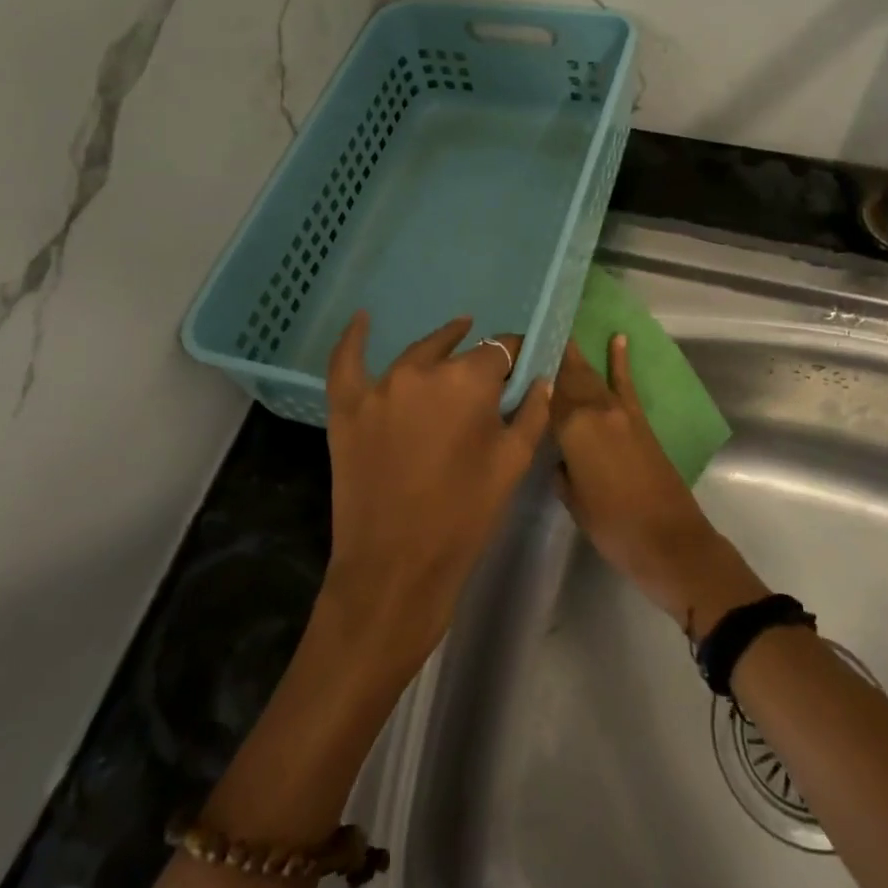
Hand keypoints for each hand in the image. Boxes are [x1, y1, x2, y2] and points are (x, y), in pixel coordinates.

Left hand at [320, 312, 552, 678]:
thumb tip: (540, 380)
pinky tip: (363, 319)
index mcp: (467, 381)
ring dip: (437, 353)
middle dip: (478, 362)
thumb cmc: (464, 516)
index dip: (516, 358)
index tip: (523, 367)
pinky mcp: (347, 408)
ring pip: (415, 356)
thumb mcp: (513, 464)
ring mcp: (378, 387)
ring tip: (451, 350)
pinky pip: (346, 363)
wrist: (396, 567)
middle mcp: (421, 371)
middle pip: (457, 351)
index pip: (501, 351)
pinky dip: (354, 339)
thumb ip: (532, 414)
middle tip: (489, 381)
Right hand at [551, 336, 766, 637]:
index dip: (528, 375)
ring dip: (575, 355)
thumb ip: (560, 467)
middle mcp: (594, 409)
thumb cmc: (612, 525)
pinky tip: (618, 338)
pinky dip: (621, 360)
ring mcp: (619, 411)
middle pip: (567, 377)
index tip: (512, 355)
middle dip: (549, 355)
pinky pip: (626, 383)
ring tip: (558, 332)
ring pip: (591, 376)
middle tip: (530, 335)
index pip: (544, 394)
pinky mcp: (639, 419)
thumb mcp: (572, 499)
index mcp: (572, 428)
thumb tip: (558, 453)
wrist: (668, 539)